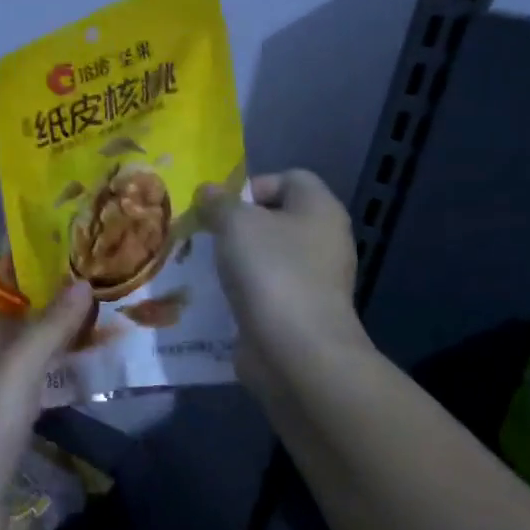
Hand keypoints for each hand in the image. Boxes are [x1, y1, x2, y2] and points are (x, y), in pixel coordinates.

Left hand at [0, 282, 93, 529]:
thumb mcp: (19, 366)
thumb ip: (49, 327)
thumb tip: (83, 281)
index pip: (14, 316)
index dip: (46, 302)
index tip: (91, 293)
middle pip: (28, 347)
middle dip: (63, 336)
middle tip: (116, 327)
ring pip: (37, 382)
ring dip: (67, 371)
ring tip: (116, 362)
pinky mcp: (12, 454)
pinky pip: (44, 418)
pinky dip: (66, 407)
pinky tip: (93, 411)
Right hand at [198, 170, 367, 404]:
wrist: (296, 351)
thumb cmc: (271, 272)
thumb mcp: (236, 223)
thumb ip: (218, 203)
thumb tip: (208, 191)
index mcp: (320, 209)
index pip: (289, 178)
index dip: (252, 185)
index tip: (220, 207)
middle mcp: (324, 240)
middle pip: (276, 218)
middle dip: (237, 225)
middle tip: (205, 235)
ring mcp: (315, 279)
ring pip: (268, 256)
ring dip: (236, 260)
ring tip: (206, 266)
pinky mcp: (299, 312)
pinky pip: (265, 289)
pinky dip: (243, 291)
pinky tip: (218, 297)